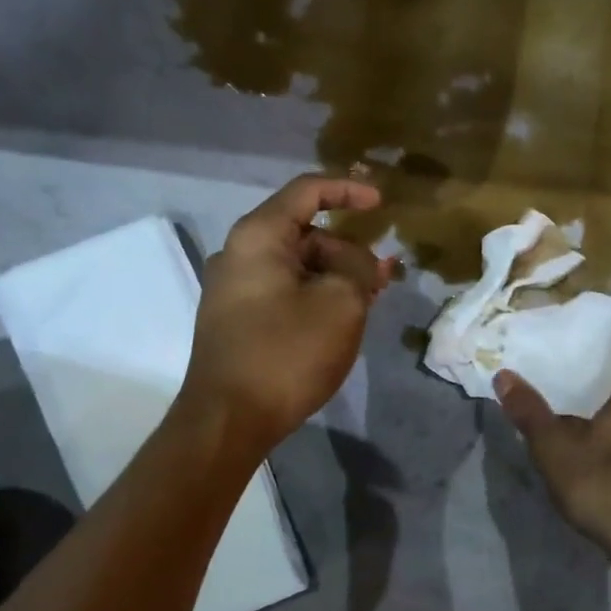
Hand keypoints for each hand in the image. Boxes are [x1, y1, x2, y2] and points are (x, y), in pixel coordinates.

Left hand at [181, 175, 392, 451]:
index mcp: (258, 236)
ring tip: (369, 301)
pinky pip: (283, 291)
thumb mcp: (341, 303)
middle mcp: (237, 254)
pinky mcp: (235, 320)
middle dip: (348, 250)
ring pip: (296, 266)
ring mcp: (232, 289)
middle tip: (383, 277)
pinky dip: (314, 295)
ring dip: (335, 276)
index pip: (307, 191)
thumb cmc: (287, 352)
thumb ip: (359, 268)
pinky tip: (339, 319)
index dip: (348, 190)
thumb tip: (360, 262)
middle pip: (303, 233)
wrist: (227, 420)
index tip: (381, 204)